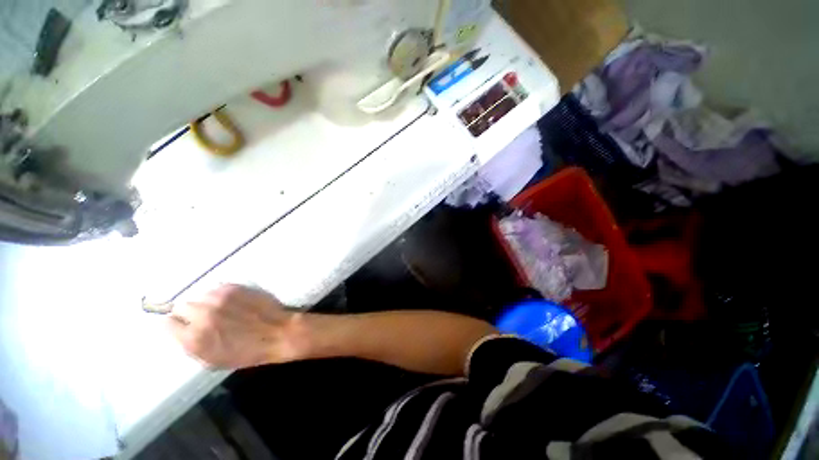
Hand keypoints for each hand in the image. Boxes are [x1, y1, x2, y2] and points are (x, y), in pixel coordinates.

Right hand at [167, 284, 307, 368]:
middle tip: (204, 317)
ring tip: (221, 309)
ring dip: (206, 302)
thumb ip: (191, 345)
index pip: (167, 323)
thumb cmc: (247, 352)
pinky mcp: (235, 288)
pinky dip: (221, 294)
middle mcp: (202, 315)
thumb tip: (180, 331)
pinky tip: (232, 302)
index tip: (183, 325)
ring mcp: (219, 298)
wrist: (278, 332)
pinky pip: (218, 288)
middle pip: (182, 306)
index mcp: (194, 338)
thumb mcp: (212, 360)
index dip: (176, 325)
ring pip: (200, 295)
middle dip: (189, 313)